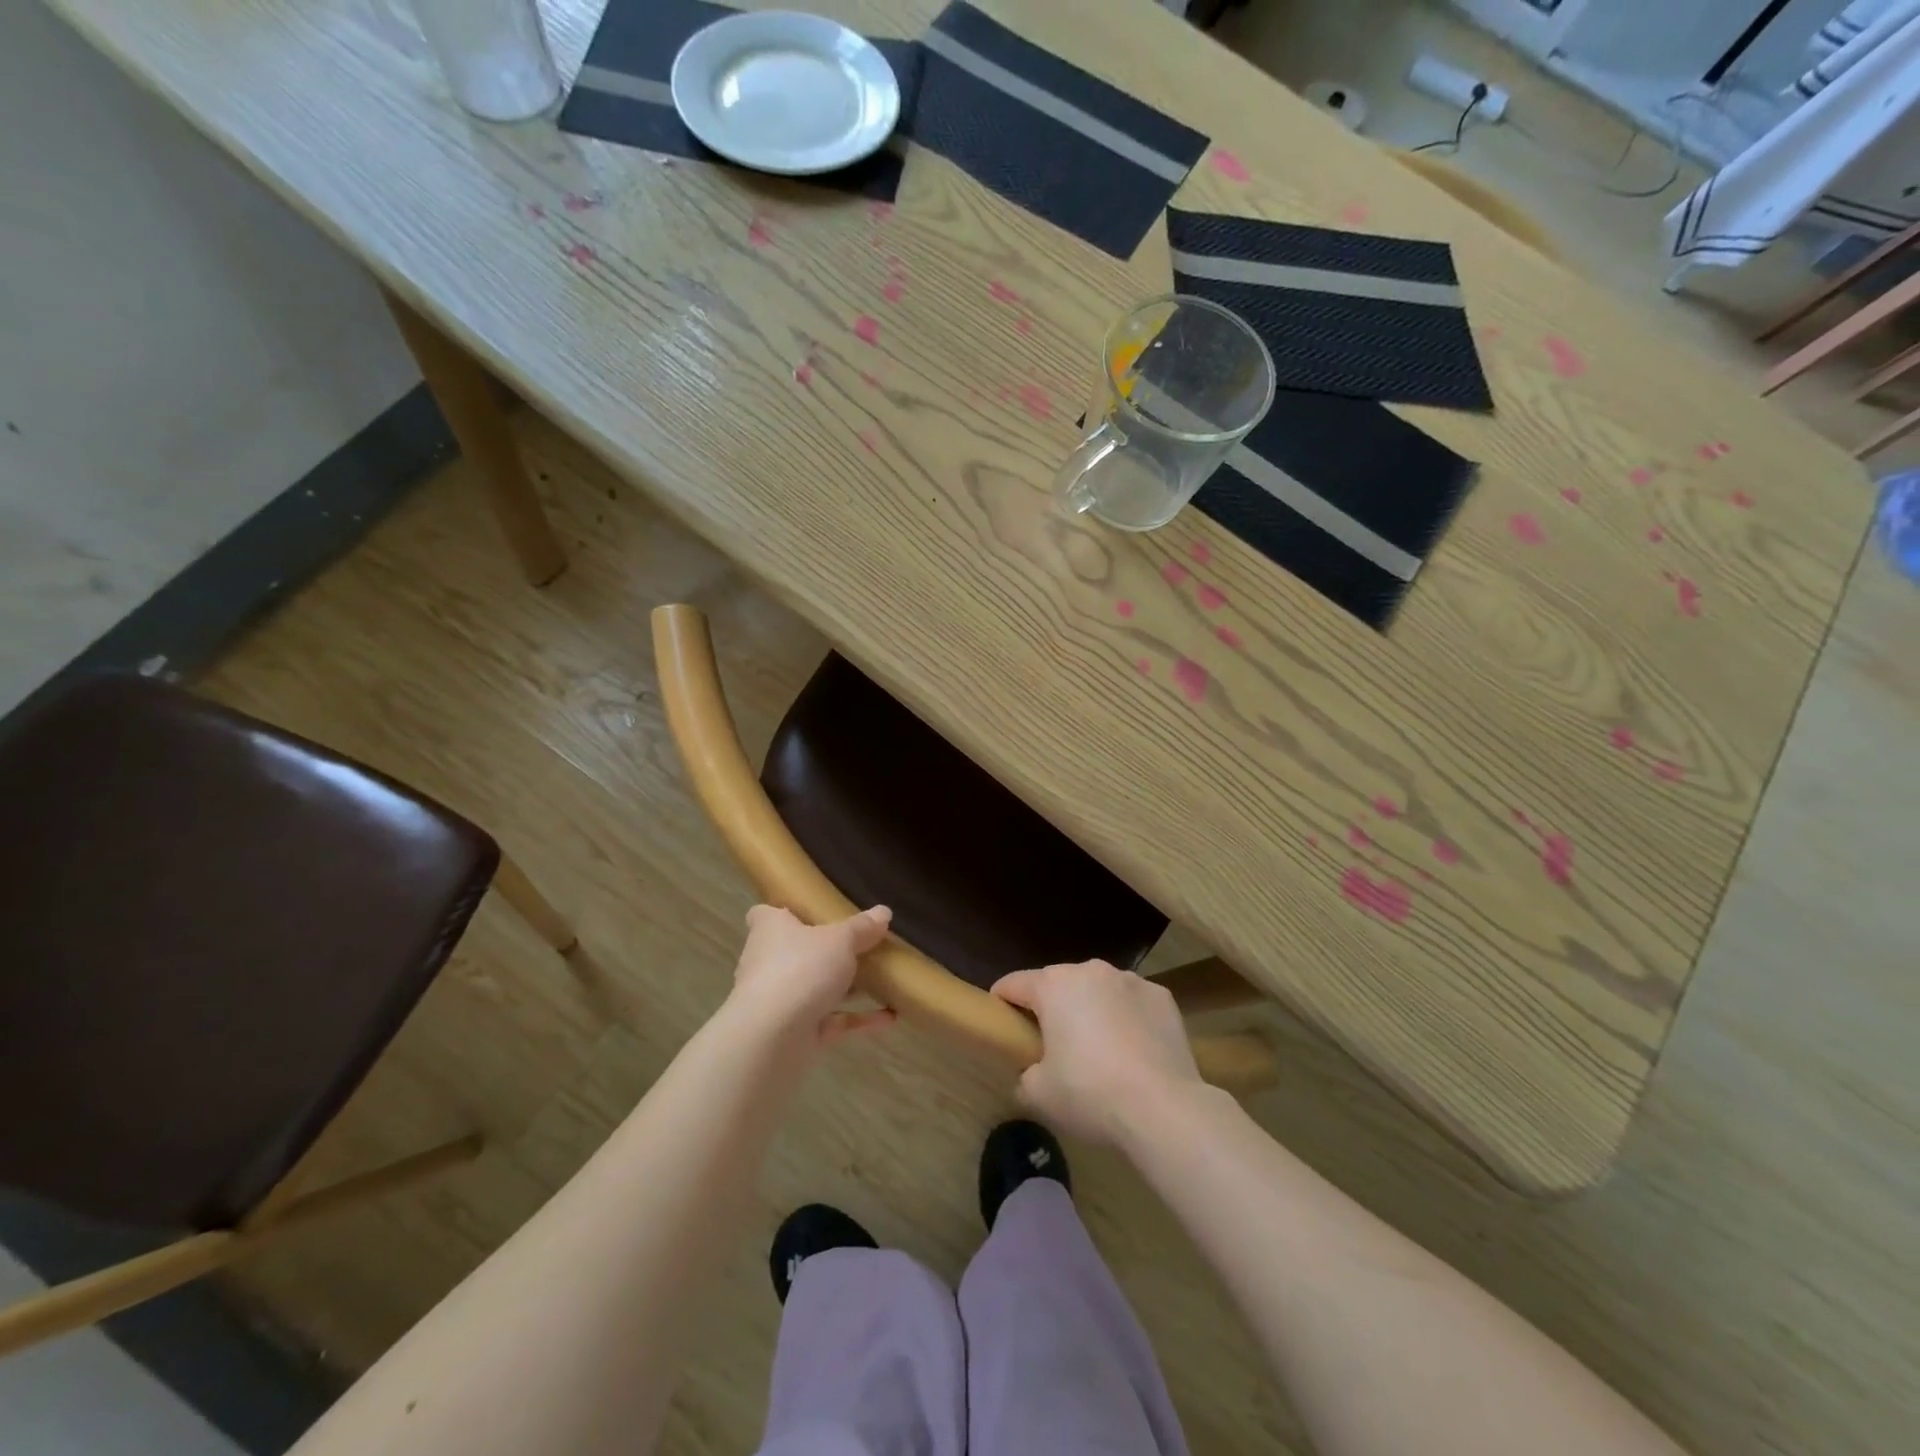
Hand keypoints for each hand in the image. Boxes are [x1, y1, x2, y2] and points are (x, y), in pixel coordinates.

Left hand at [728, 904, 895, 1049]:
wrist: (771, 1038)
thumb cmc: (800, 969)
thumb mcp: (840, 940)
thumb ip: (862, 928)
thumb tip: (884, 911)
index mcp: (770, 930)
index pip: (765, 914)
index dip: (784, 912)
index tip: (809, 911)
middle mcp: (769, 962)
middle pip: (796, 951)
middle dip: (825, 951)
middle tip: (860, 945)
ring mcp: (780, 1000)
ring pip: (815, 988)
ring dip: (846, 988)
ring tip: (882, 980)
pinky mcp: (794, 1033)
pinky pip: (831, 1020)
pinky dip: (857, 1018)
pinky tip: (889, 1016)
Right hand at [990, 960, 1203, 1145]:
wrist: (1163, 1108)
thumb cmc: (1089, 1093)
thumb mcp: (1038, 1094)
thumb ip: (1024, 1074)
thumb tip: (1031, 1072)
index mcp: (1053, 985)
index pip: (1014, 984)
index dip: (1001, 1001)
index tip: (1001, 1022)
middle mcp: (1090, 970)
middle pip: (1058, 984)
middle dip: (1051, 1008)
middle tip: (1051, 1045)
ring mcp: (1131, 980)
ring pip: (1098, 990)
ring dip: (1092, 1010)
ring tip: (1098, 1050)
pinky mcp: (1162, 997)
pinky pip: (1132, 1003)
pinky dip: (1127, 1019)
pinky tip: (1133, 1052)